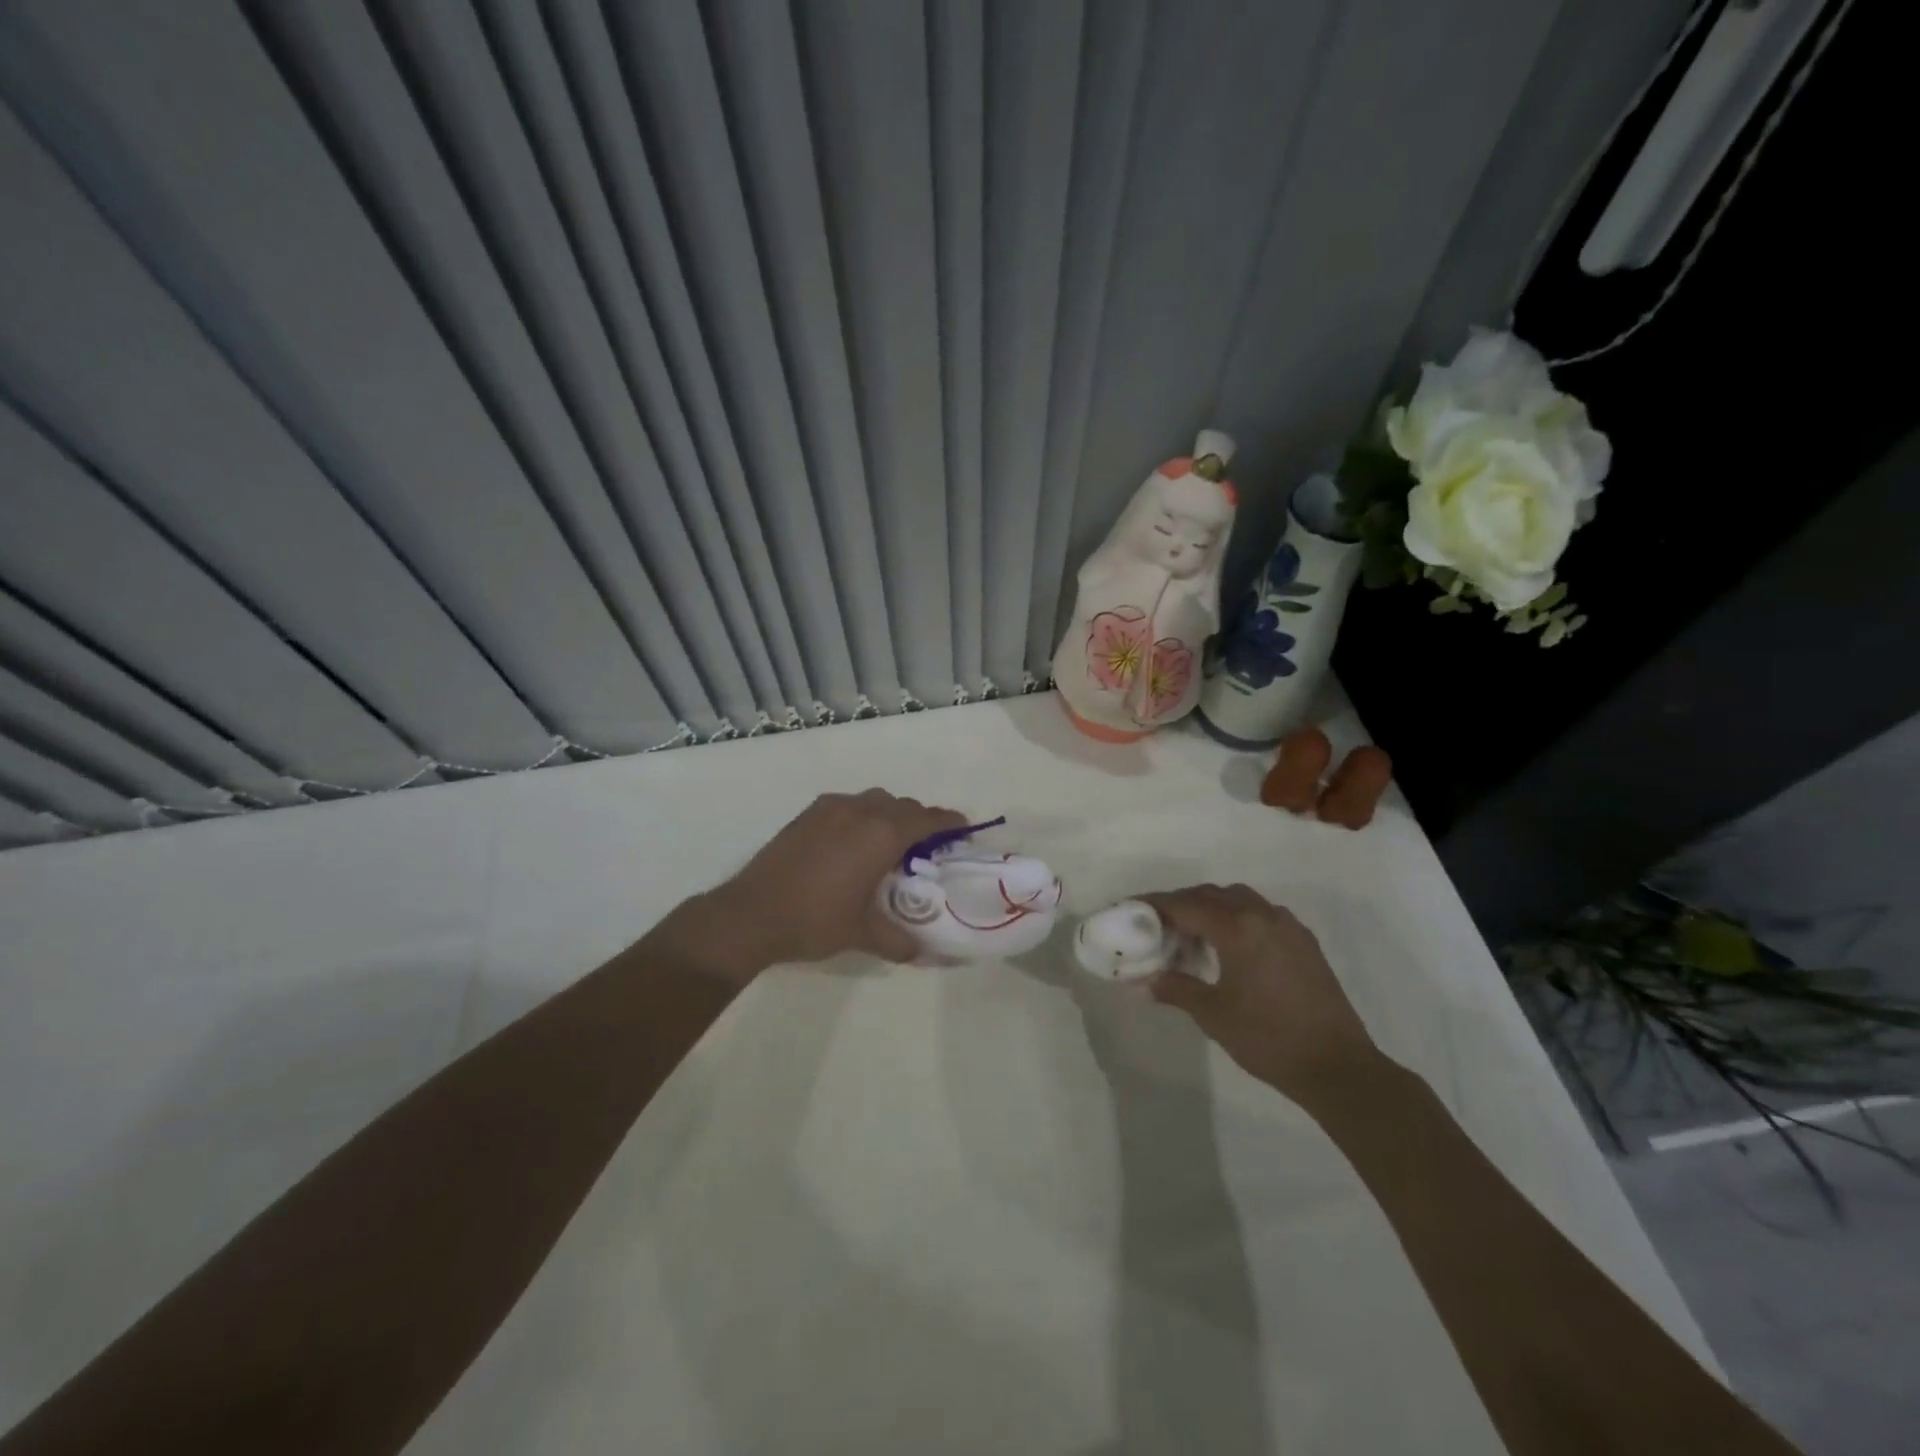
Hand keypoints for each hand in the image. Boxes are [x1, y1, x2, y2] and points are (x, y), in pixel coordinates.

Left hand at [666, 789, 967, 978]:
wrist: (752, 913)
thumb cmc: (815, 920)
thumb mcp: (862, 934)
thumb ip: (897, 940)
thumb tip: (919, 952)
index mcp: (882, 835)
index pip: (927, 819)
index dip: (949, 821)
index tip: (962, 827)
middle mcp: (861, 812)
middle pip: (903, 805)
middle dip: (920, 820)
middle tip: (927, 845)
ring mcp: (831, 809)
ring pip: (874, 800)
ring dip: (889, 814)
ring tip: (889, 841)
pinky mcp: (808, 814)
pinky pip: (848, 804)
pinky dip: (861, 814)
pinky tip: (852, 840)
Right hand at [1141, 884, 1379, 1103]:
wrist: (1337, 1067)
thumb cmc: (1268, 1039)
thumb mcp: (1213, 1015)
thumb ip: (1176, 989)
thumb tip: (1143, 983)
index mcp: (1238, 928)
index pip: (1185, 905)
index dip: (1154, 904)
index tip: (1130, 907)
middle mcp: (1263, 916)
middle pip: (1212, 894)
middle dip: (1181, 902)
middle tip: (1156, 921)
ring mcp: (1288, 927)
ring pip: (1240, 898)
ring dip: (1211, 905)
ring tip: (1191, 931)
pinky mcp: (1304, 942)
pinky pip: (1262, 913)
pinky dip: (1238, 916)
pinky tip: (1230, 944)